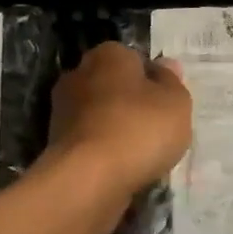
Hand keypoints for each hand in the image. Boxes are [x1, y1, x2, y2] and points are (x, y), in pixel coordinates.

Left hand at [46, 42, 192, 203]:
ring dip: (117, 129)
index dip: (153, 80)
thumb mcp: (176, 102)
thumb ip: (172, 82)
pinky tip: (121, 167)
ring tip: (142, 154)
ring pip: (101, 115)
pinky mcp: (56, 142)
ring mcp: (63, 110)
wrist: (89, 178)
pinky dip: (104, 151)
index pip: (135, 59)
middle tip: (157, 128)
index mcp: (108, 55)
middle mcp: (79, 74)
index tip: (167, 103)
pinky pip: (90, 141)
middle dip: (131, 103)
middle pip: (114, 86)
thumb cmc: (139, 129)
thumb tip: (165, 66)